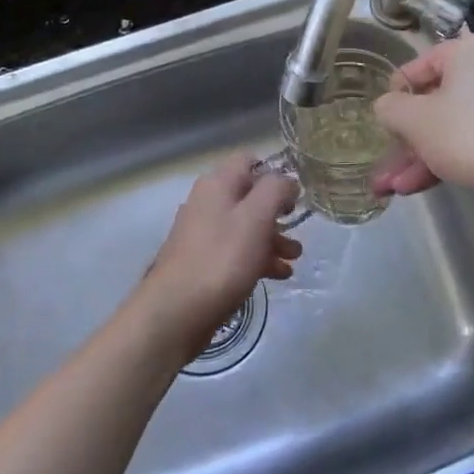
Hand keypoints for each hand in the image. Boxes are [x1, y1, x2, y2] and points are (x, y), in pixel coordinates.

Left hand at [134, 155, 301, 358]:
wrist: (176, 312)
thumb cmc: (221, 259)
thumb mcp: (256, 217)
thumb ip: (275, 190)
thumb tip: (286, 179)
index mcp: (217, 184)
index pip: (249, 161)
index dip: (274, 174)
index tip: (295, 196)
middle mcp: (207, 203)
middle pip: (249, 196)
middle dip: (277, 212)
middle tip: (298, 228)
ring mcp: (202, 234)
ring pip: (245, 226)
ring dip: (272, 239)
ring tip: (294, 259)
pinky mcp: (203, 262)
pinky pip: (236, 251)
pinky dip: (258, 258)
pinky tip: (277, 276)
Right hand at [372, 32, 473, 197]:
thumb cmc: (467, 134)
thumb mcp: (413, 119)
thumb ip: (389, 107)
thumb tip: (388, 108)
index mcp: (471, 50)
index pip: (419, 65)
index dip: (395, 95)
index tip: (382, 122)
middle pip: (434, 101)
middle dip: (405, 138)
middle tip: (384, 161)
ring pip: (449, 126)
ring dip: (417, 156)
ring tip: (389, 187)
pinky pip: (469, 140)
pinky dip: (443, 159)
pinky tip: (413, 187)